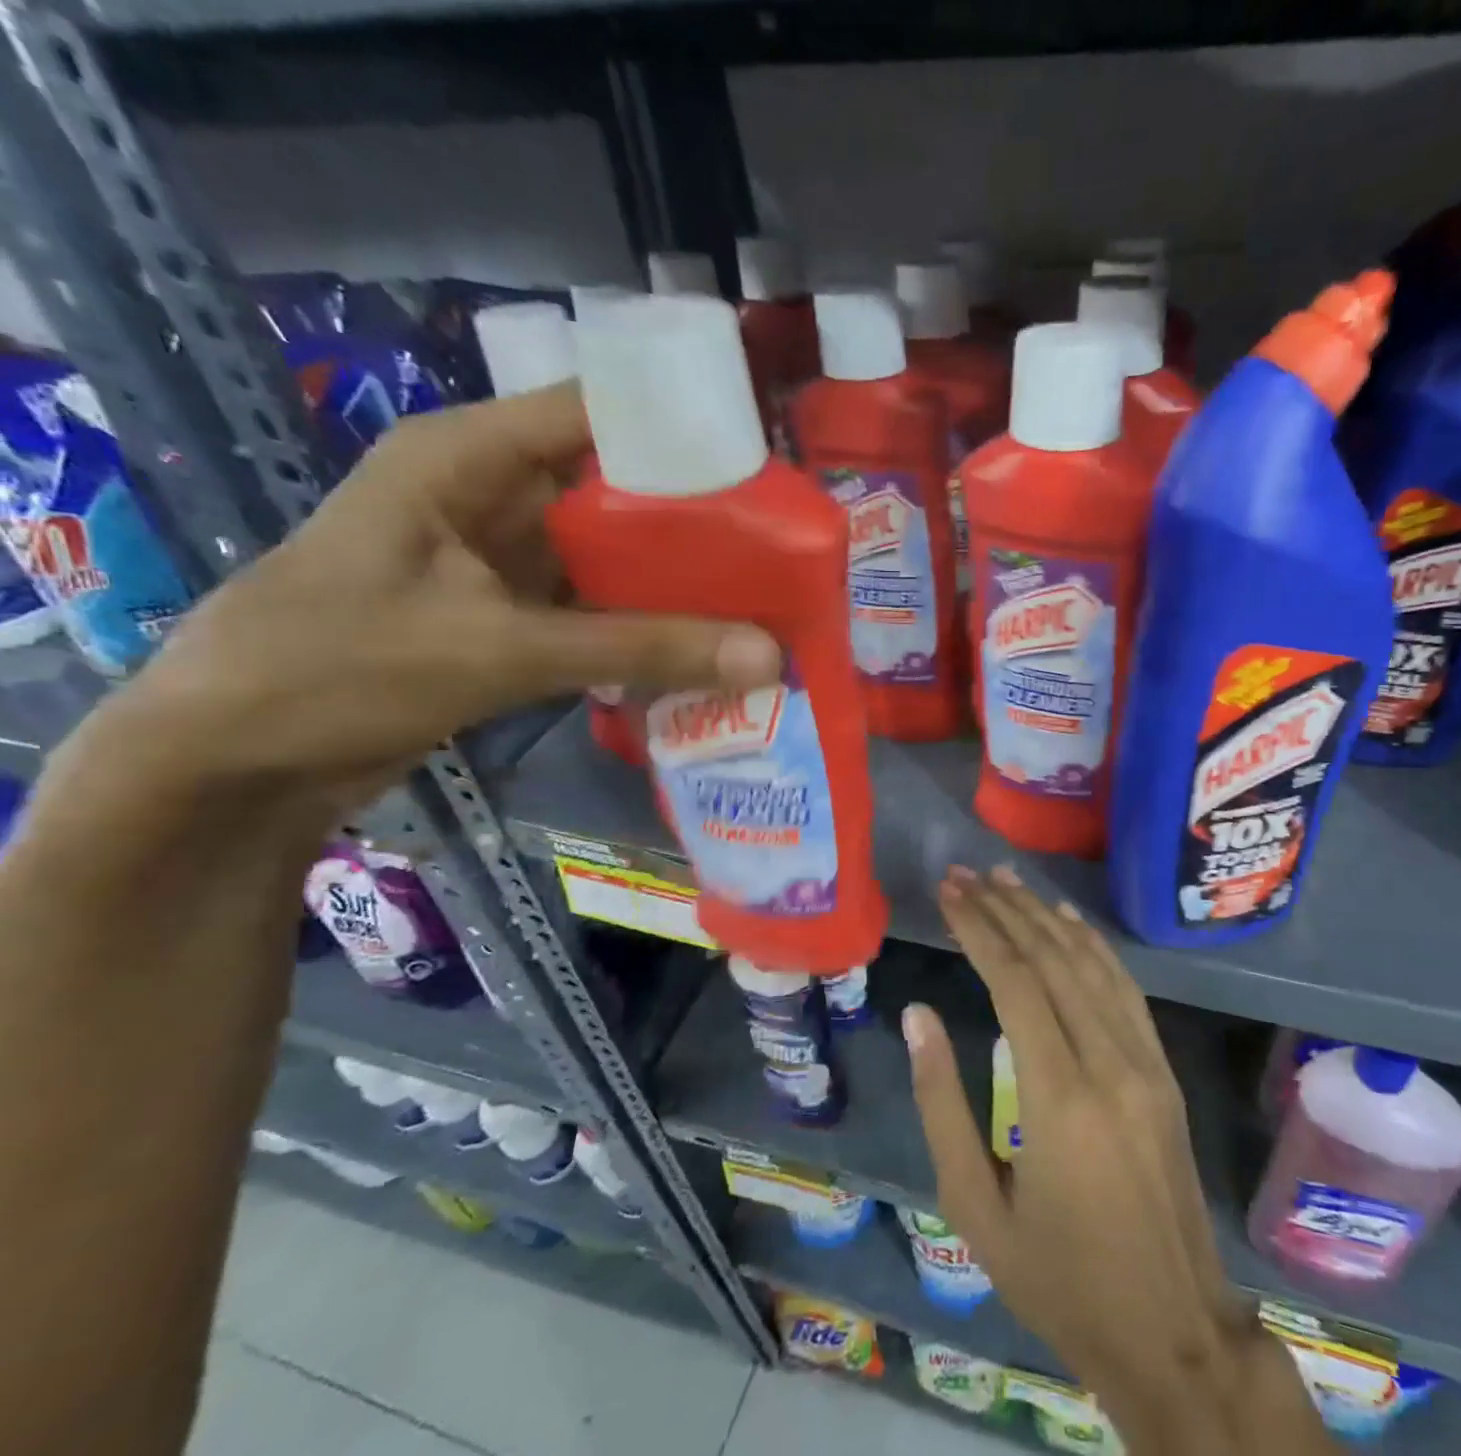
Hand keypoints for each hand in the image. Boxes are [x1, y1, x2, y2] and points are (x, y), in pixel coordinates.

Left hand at [110, 383, 781, 809]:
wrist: (234, 758)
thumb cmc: (339, 667)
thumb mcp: (500, 650)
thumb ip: (639, 649)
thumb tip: (768, 658)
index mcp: (472, 457)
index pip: (599, 412)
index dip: (683, 430)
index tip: (768, 468)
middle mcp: (495, 494)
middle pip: (618, 488)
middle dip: (698, 519)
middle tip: (784, 549)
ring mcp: (502, 559)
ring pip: (612, 554)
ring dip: (677, 580)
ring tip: (763, 597)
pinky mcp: (509, 615)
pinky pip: (596, 608)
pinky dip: (644, 627)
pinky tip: (703, 645)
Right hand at [905, 867, 1324, 1453]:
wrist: (1172, 1331)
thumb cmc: (1058, 1279)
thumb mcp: (974, 1208)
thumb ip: (942, 1103)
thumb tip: (919, 1016)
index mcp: (1059, 1098)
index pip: (1015, 982)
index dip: (980, 928)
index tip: (949, 893)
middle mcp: (1109, 1063)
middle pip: (1053, 959)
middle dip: (1005, 909)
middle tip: (966, 875)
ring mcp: (1145, 1063)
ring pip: (1092, 964)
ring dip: (1046, 915)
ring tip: (1007, 879)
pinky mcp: (1163, 1072)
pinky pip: (1125, 990)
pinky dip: (1094, 945)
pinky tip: (1068, 920)